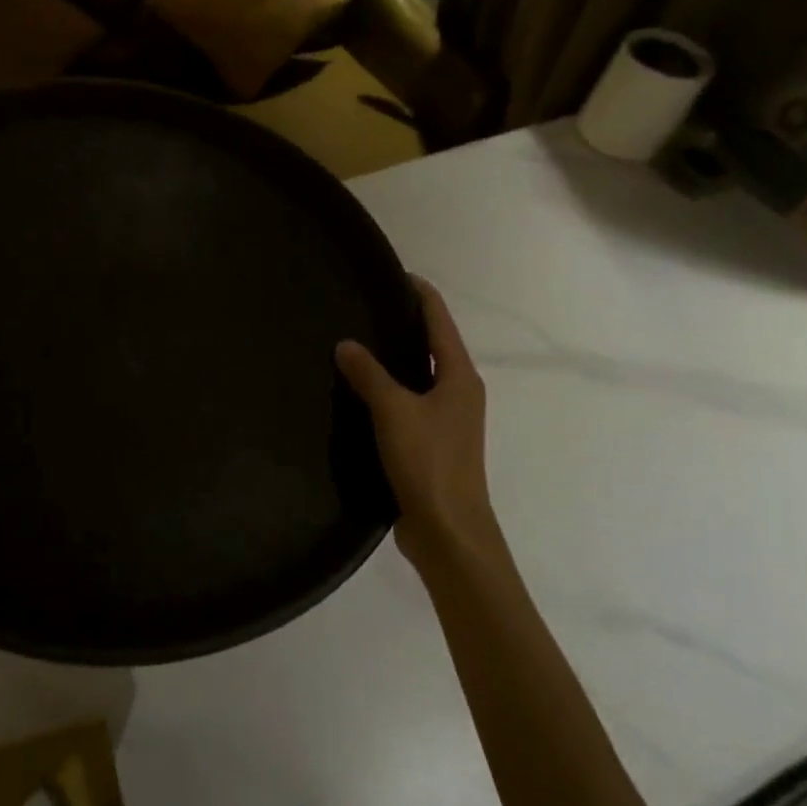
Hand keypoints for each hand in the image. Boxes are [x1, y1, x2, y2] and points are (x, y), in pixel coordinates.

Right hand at [336, 277, 505, 572]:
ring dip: (397, 359)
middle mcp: (460, 393)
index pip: (440, 321)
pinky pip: (410, 403)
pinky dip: (390, 389)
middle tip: (366, 305)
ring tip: (359, 342)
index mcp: (460, 377)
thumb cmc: (428, 463)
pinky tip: (362, 392)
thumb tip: (345, 344)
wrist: (448, 531)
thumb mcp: (393, 411)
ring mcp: (449, 421)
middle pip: (434, 346)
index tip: (395, 274)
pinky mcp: (433, 444)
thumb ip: (369, 374)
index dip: (421, 295)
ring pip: (421, 376)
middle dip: (406, 324)